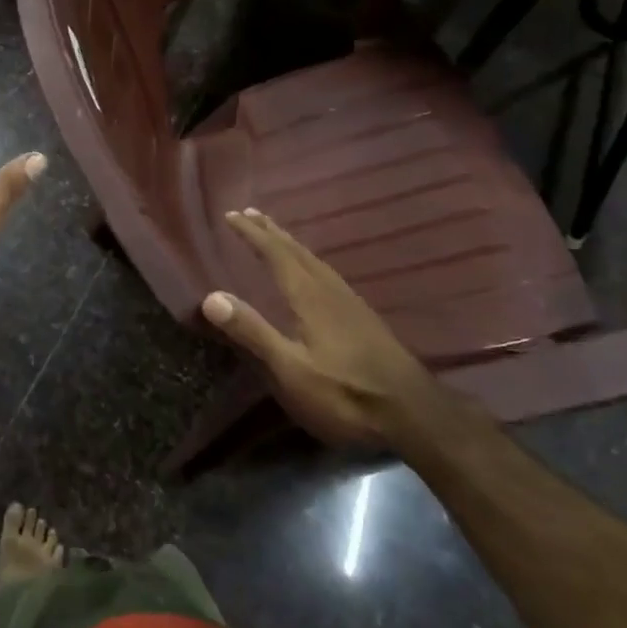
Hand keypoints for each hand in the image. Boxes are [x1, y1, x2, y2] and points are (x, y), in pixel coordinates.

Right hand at [201, 209, 446, 448]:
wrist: (415, 415)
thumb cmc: (345, 394)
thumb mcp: (291, 370)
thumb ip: (252, 332)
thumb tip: (211, 296)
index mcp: (310, 297)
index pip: (276, 255)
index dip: (252, 234)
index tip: (231, 215)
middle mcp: (330, 291)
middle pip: (297, 252)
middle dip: (271, 232)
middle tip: (250, 212)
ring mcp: (351, 304)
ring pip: (315, 262)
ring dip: (291, 244)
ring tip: (277, 235)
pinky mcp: (363, 319)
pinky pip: (327, 274)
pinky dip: (309, 262)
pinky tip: (313, 275)